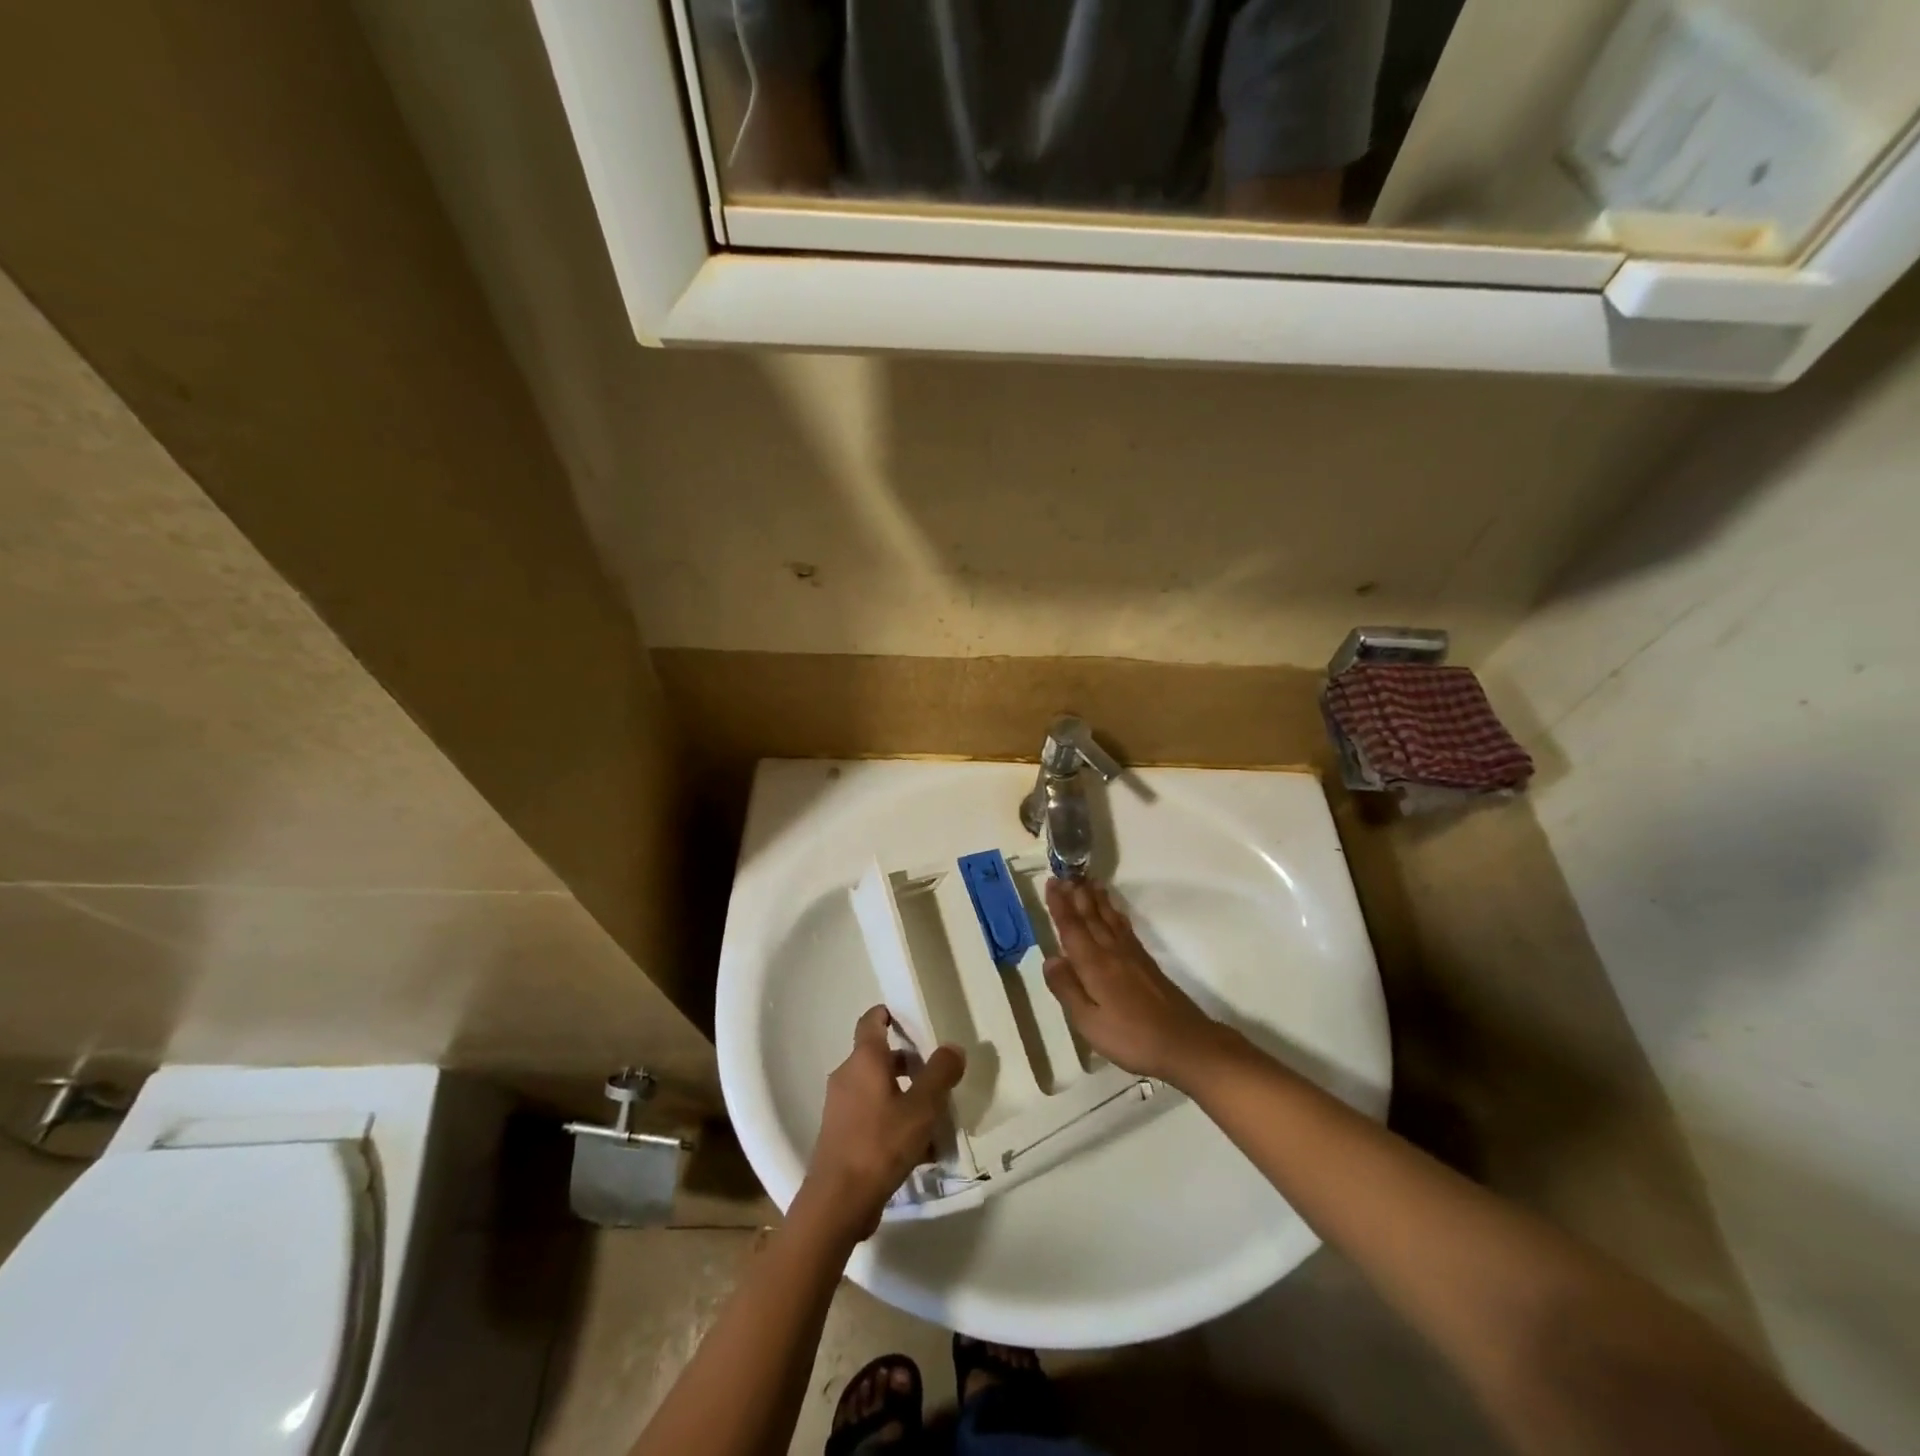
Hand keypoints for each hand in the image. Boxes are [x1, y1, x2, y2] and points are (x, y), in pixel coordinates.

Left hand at [798, 1006, 964, 1241]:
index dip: (890, 1013)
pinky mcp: (841, 1135)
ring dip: (905, 1096)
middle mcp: (847, 1076)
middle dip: (909, 1063)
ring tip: (935, 1116)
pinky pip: (873, 1116)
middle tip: (937, 1074)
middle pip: (879, 1057)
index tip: (912, 1017)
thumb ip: (940, 1073)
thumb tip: (952, 1047)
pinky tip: (920, 1150)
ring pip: (878, 1089)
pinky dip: (894, 1122)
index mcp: (864, 1060)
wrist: (837, 1202)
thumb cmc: (880, 1143)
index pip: (872, 1020)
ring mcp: (841, 1107)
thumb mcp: (921, 1107)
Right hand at [1043, 879, 1227, 1085]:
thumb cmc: (1130, 1037)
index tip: (1051, 883)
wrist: (1184, 1043)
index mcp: (1094, 965)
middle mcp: (1111, 952)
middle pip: (1091, 917)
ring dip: (1096, 899)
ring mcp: (1131, 955)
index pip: (1071, 928)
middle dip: (1076, 895)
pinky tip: (1113, 912)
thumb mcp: (1088, 1022)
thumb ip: (1067, 989)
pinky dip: (1115, 913)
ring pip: (1108, 918)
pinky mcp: (1146, 962)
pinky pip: (1124, 928)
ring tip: (1088, 881)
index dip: (1060, 905)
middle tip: (1065, 873)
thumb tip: (1049, 959)